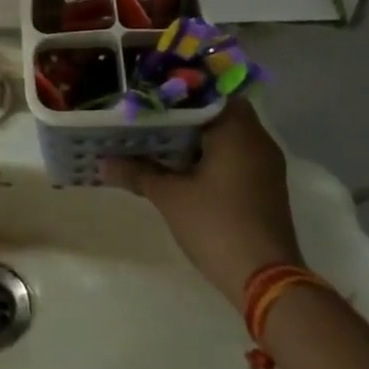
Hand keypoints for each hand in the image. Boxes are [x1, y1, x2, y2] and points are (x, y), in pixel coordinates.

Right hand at [101, 100, 301, 302]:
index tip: (151, 91)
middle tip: (148, 113)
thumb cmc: (216, 225)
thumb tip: (103, 162)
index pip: (209, 90)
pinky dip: (210, 153)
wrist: (265, 280)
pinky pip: (234, 154)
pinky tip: (181, 164)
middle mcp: (257, 139)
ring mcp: (265, 164)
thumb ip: (137, 172)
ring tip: (157, 136)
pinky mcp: (265, 186)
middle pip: (218, 111)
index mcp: (237, 130)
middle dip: (184, 113)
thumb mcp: (169, 196)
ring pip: (227, 134)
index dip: (179, 89)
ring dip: (197, 135)